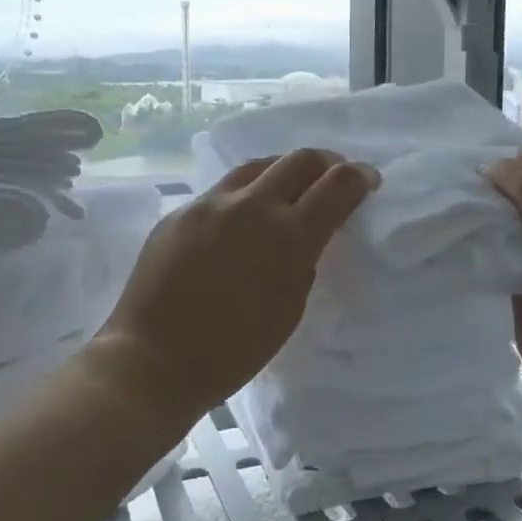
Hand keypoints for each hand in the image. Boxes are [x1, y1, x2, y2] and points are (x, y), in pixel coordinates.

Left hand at [94, 149, 379, 424]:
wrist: (153, 361)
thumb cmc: (234, 350)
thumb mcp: (290, 306)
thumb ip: (305, 258)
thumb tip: (308, 231)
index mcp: (288, 236)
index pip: (337, 185)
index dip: (359, 177)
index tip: (368, 180)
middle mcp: (251, 206)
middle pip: (299, 160)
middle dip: (326, 163)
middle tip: (333, 177)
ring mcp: (210, 204)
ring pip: (257, 166)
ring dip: (282, 171)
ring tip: (288, 189)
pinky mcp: (180, 212)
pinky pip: (221, 191)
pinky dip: (244, 196)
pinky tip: (240, 219)